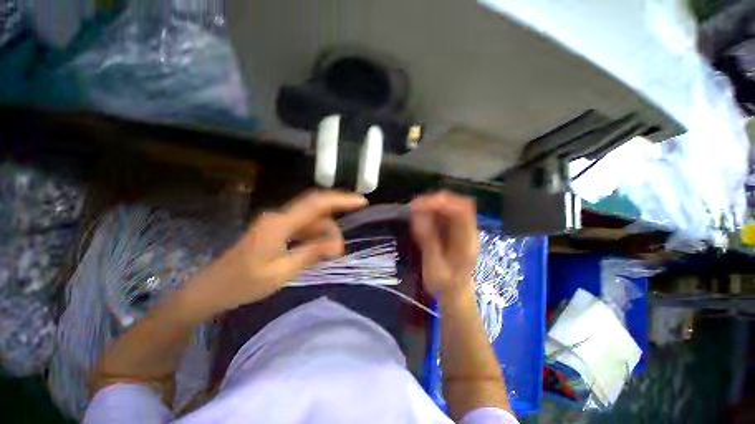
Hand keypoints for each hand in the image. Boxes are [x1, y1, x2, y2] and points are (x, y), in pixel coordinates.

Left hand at [182, 190, 367, 316]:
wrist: (211, 290)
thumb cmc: (243, 284)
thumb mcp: (281, 272)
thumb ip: (311, 253)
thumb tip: (336, 244)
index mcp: (279, 224)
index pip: (317, 204)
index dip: (341, 200)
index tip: (361, 202)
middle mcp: (280, 217)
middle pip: (316, 211)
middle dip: (334, 224)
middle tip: (339, 250)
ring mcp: (277, 223)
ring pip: (311, 221)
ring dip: (324, 234)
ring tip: (329, 255)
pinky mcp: (276, 231)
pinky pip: (303, 229)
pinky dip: (314, 238)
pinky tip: (317, 252)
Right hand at [411, 191, 478, 303]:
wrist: (455, 293)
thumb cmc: (444, 284)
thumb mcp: (434, 267)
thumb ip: (428, 241)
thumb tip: (419, 216)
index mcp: (467, 242)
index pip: (462, 212)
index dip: (442, 203)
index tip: (420, 205)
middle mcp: (468, 231)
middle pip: (459, 203)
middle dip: (436, 200)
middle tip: (415, 205)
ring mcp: (463, 229)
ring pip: (451, 205)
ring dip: (433, 204)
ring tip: (415, 209)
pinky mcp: (455, 230)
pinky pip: (445, 213)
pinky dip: (432, 210)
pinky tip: (421, 216)